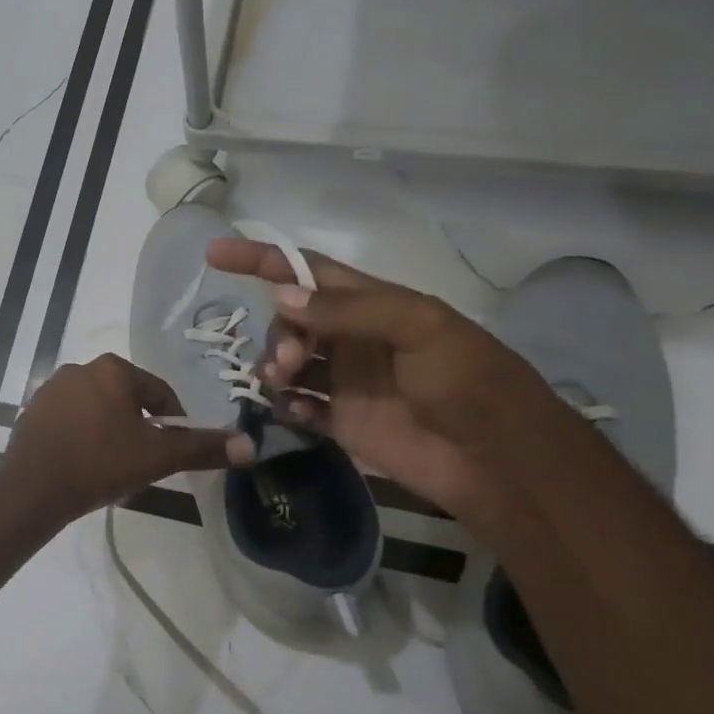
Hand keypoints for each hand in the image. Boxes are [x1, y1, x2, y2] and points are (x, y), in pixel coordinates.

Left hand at [1, 353, 251, 524]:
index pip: (160, 394)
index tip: (170, 454)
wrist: (32, 489)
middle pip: (128, 400)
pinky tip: (82, 463)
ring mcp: (52, 388)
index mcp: (114, 369)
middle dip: (139, 428)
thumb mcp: (158, 457)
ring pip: (98, 409)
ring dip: (110, 431)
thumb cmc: (100, 464)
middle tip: (140, 463)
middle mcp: (81, 367)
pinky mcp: (32, 410)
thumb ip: (203, 448)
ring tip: (111, 466)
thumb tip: (251, 445)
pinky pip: (70, 419)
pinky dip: (82, 435)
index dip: (173, 425)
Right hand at [205, 239, 555, 517]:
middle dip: (277, 332)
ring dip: (274, 367)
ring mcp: (346, 382)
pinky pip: (298, 407)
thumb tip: (280, 298)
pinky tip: (291, 411)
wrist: (498, 459)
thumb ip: (349, 311)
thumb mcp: (419, 327)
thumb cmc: (468, 380)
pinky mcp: (343, 423)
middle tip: (286, 362)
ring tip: (282, 384)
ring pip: (288, 363)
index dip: (262, 259)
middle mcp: (353, 339)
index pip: (307, 271)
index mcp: (373, 304)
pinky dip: (285, 405)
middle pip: (291, 320)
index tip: (215, 254)